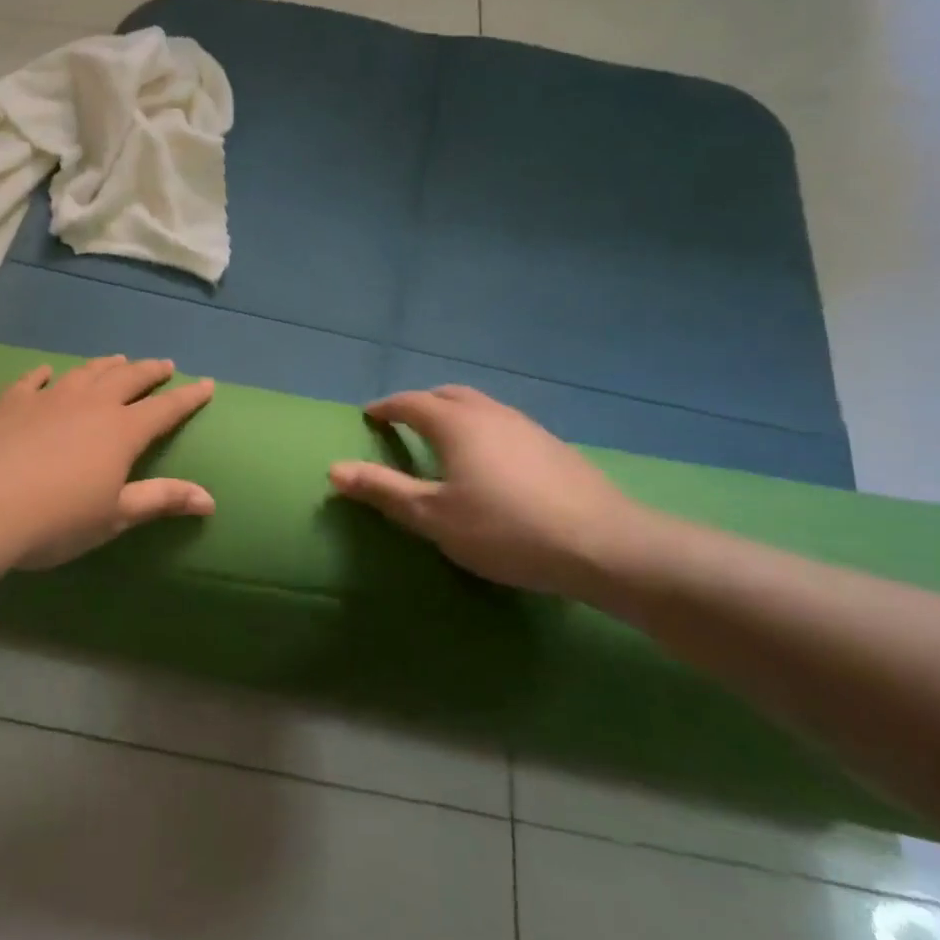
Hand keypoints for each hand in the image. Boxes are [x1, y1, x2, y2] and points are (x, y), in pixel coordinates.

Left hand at [0, 356, 215, 569]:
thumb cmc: (57, 520)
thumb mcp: (115, 516)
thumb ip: (161, 499)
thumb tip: (209, 499)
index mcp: (121, 431)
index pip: (165, 408)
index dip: (188, 397)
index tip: (207, 384)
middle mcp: (91, 404)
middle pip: (128, 379)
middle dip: (150, 371)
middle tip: (164, 365)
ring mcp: (50, 398)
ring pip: (86, 372)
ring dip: (106, 365)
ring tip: (118, 360)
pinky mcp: (13, 402)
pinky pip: (33, 380)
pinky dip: (44, 374)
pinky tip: (46, 372)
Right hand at [328, 385, 647, 596]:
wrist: (604, 545)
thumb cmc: (505, 529)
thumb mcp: (434, 517)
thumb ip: (383, 491)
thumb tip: (334, 470)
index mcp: (455, 423)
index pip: (410, 403)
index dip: (386, 407)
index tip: (370, 415)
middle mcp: (490, 413)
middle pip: (448, 394)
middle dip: (421, 403)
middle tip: (404, 421)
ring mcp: (526, 426)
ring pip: (480, 406)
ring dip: (455, 413)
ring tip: (444, 439)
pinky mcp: (553, 446)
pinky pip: (504, 423)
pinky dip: (483, 429)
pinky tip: (491, 461)